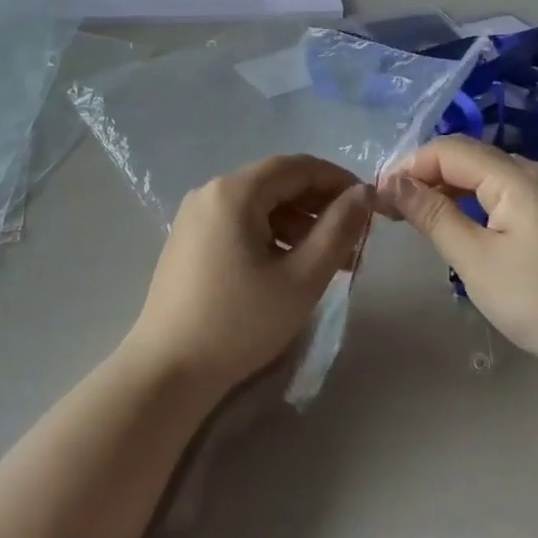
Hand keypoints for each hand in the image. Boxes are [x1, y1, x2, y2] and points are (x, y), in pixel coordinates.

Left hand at [124, 154, 373, 398]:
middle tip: (355, 239)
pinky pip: (239, 223)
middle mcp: (210, 192)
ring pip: (259, 205)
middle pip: (276, 184)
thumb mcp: (301, 279)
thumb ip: (338, 230)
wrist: (167, 371)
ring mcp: (195, 217)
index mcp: (234, 192)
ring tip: (330, 261)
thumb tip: (363, 193)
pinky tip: (291, 267)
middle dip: (319, 206)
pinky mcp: (189, 241)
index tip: (369, 205)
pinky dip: (271, 236)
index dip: (337, 180)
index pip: (296, 166)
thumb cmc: (239, 323)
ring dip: (298, 224)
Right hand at [380, 136, 537, 395]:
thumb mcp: (476, 260)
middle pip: (465, 156)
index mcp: (515, 176)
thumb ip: (432, 214)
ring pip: (481, 175)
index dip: (408, 166)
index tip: (377, 198)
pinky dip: (469, 203)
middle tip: (390, 210)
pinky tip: (454, 226)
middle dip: (423, 175)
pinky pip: (499, 194)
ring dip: (444, 189)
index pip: (447, 149)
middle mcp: (532, 173)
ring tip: (413, 218)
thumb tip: (390, 181)